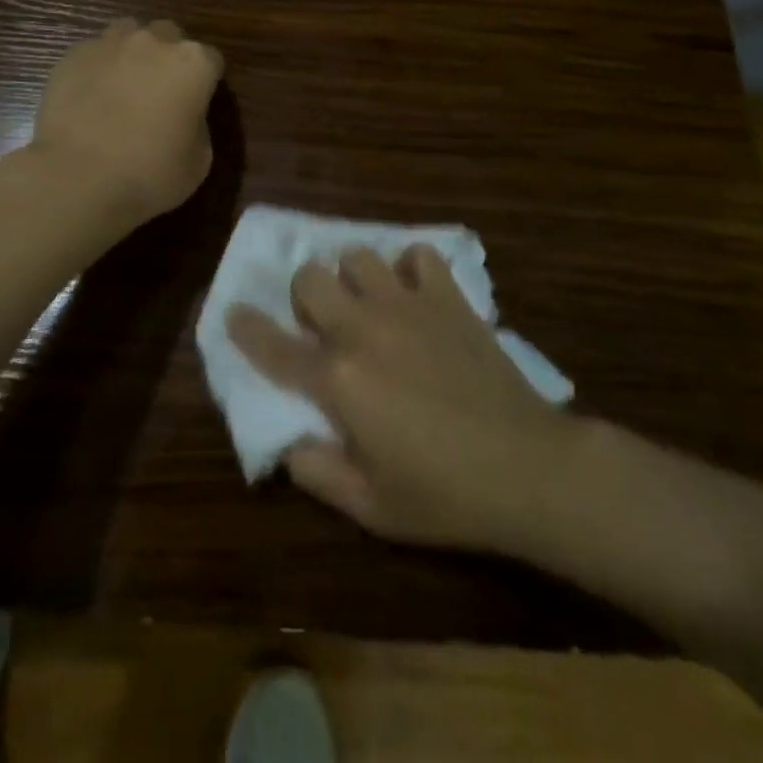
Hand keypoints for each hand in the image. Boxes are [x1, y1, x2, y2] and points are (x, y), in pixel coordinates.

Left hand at [28, 18, 222, 233]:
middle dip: (168, 58)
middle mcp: (154, 42)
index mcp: (193, 64)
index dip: (206, 82)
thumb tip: (185, 116)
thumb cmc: (149, 173)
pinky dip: (97, 68)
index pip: (211, 60)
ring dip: (132, 53)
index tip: (197, 105)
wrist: (77, 176)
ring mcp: (110, 44)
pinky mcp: (73, 55)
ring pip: (128, 33)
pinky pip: (94, 52)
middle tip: (160, 93)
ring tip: (123, 86)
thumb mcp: (198, 162)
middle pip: (169, 36)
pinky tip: (90, 97)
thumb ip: (198, 126)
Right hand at [228, 246, 578, 553]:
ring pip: (358, 256)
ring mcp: (407, 305)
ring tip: (368, 304)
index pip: (272, 345)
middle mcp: (363, 329)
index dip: (245, 327)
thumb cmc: (445, 495)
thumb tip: (287, 441)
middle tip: (321, 324)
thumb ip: (315, 471)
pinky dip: (409, 268)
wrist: (529, 469)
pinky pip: (417, 255)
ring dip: (353, 278)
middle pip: (309, 278)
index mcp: (337, 379)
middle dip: (303, 296)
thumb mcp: (370, 507)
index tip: (233, 313)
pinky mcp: (447, 298)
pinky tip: (415, 294)